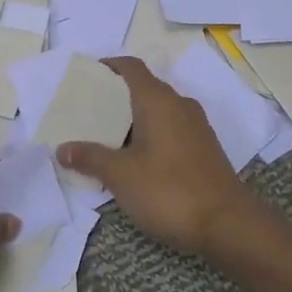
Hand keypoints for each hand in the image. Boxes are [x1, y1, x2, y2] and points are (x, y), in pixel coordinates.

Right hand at [56, 56, 257, 259]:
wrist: (228, 224)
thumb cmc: (169, 190)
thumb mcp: (120, 175)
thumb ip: (90, 158)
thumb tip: (62, 149)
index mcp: (158, 100)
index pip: (131, 67)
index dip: (108, 66)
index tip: (86, 77)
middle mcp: (179, 105)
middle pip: (143, 89)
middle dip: (115, 98)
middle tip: (87, 114)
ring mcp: (196, 127)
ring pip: (158, 112)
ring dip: (133, 121)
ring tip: (105, 139)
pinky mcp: (204, 149)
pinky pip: (170, 130)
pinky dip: (150, 137)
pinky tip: (134, 161)